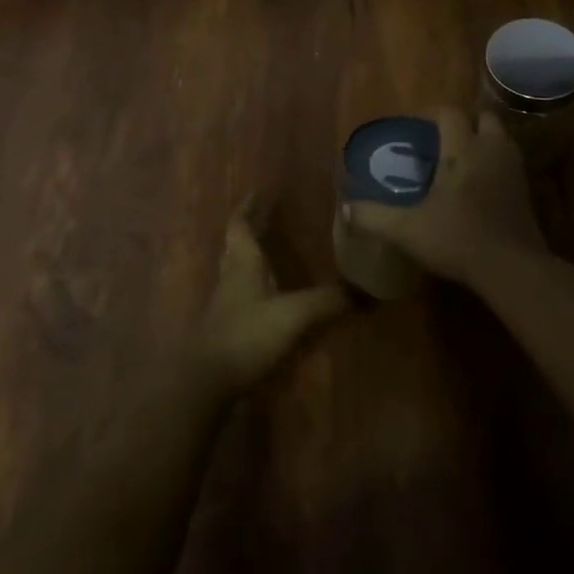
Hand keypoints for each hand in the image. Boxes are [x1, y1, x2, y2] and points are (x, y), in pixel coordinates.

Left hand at [188, 201, 349, 396]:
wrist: (206, 381)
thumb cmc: (247, 335)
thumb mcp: (293, 314)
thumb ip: (327, 301)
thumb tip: (366, 292)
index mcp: (242, 262)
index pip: (240, 224)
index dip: (248, 207)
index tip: (259, 192)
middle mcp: (230, 276)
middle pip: (235, 244)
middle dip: (249, 229)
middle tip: (267, 217)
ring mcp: (225, 304)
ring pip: (235, 269)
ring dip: (249, 257)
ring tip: (270, 252)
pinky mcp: (225, 328)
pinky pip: (239, 296)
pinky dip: (253, 287)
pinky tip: (267, 297)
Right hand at [343, 106, 541, 287]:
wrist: (513, 268)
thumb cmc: (458, 238)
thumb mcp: (408, 229)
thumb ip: (374, 217)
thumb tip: (345, 209)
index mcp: (463, 148)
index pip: (449, 113)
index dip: (431, 113)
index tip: (414, 126)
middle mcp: (491, 150)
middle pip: (483, 117)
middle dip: (465, 122)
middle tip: (443, 140)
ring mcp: (514, 169)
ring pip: (501, 138)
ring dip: (483, 141)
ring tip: (461, 159)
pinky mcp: (527, 191)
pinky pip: (510, 163)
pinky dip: (495, 164)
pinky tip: (480, 185)